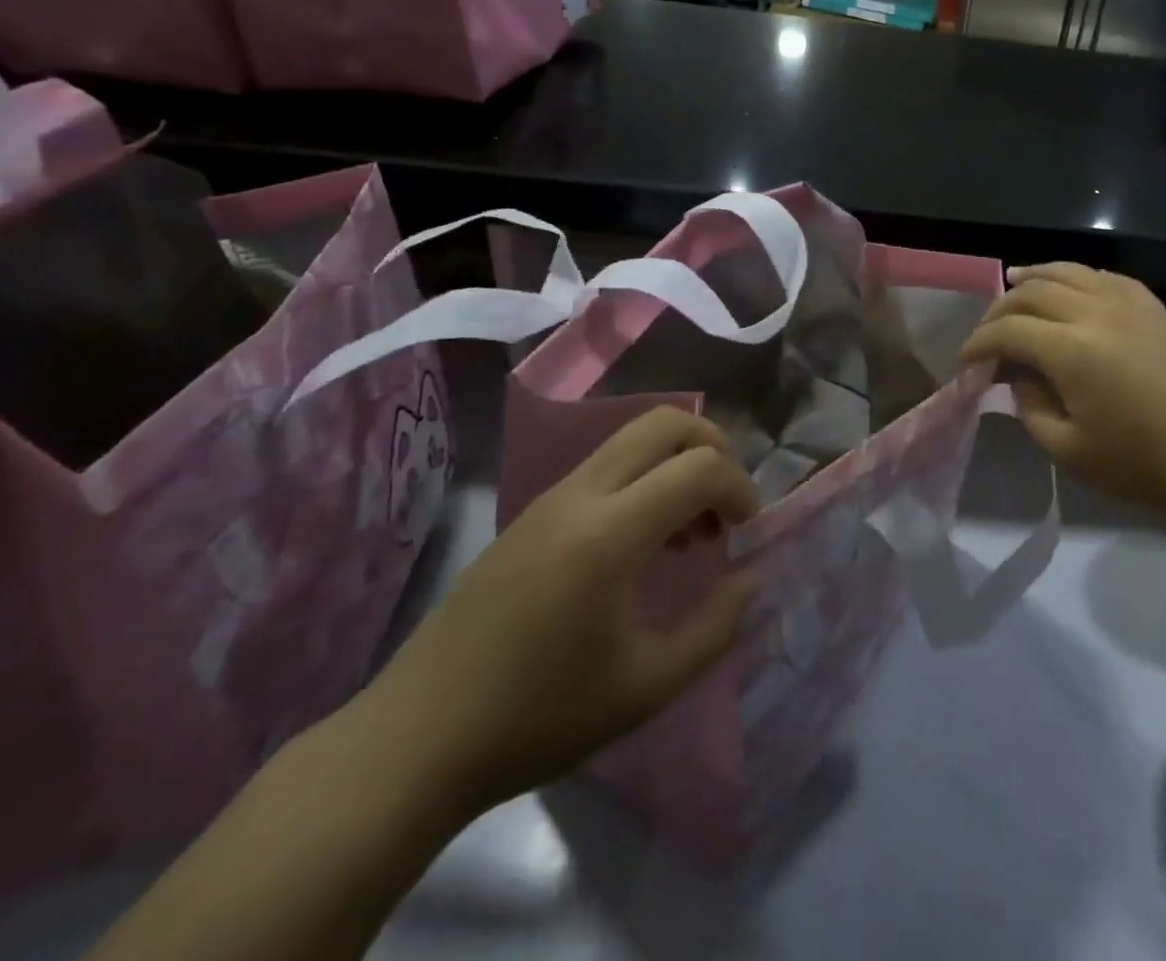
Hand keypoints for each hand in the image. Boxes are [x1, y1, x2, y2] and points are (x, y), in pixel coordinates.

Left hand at [354, 408, 759, 816]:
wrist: (414, 742)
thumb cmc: (537, 719)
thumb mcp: (646, 688)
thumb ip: (716, 628)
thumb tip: (751, 578)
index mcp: (609, 533)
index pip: (699, 466)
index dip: (740, 487)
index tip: (749, 530)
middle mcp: (580, 496)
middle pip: (663, 423)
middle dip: (712, 447)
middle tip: (727, 504)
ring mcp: (549, 499)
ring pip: (631, 438)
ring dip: (676, 463)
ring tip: (690, 529)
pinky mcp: (530, 514)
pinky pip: (604, 467)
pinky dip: (643, 480)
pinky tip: (642, 545)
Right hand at [961, 265, 1165, 515]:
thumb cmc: (1145, 462)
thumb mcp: (1072, 453)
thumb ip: (1033, 413)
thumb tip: (1019, 384)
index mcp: (1072, 351)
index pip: (1010, 331)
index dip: (980, 343)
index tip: (965, 361)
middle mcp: (1096, 313)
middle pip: (1033, 292)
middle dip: (1000, 309)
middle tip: (986, 333)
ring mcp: (1129, 304)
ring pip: (1068, 271)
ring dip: (1034, 276)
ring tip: (1013, 280)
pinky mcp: (1153, 308)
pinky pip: (1104, 276)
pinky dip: (1076, 275)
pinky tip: (1070, 285)